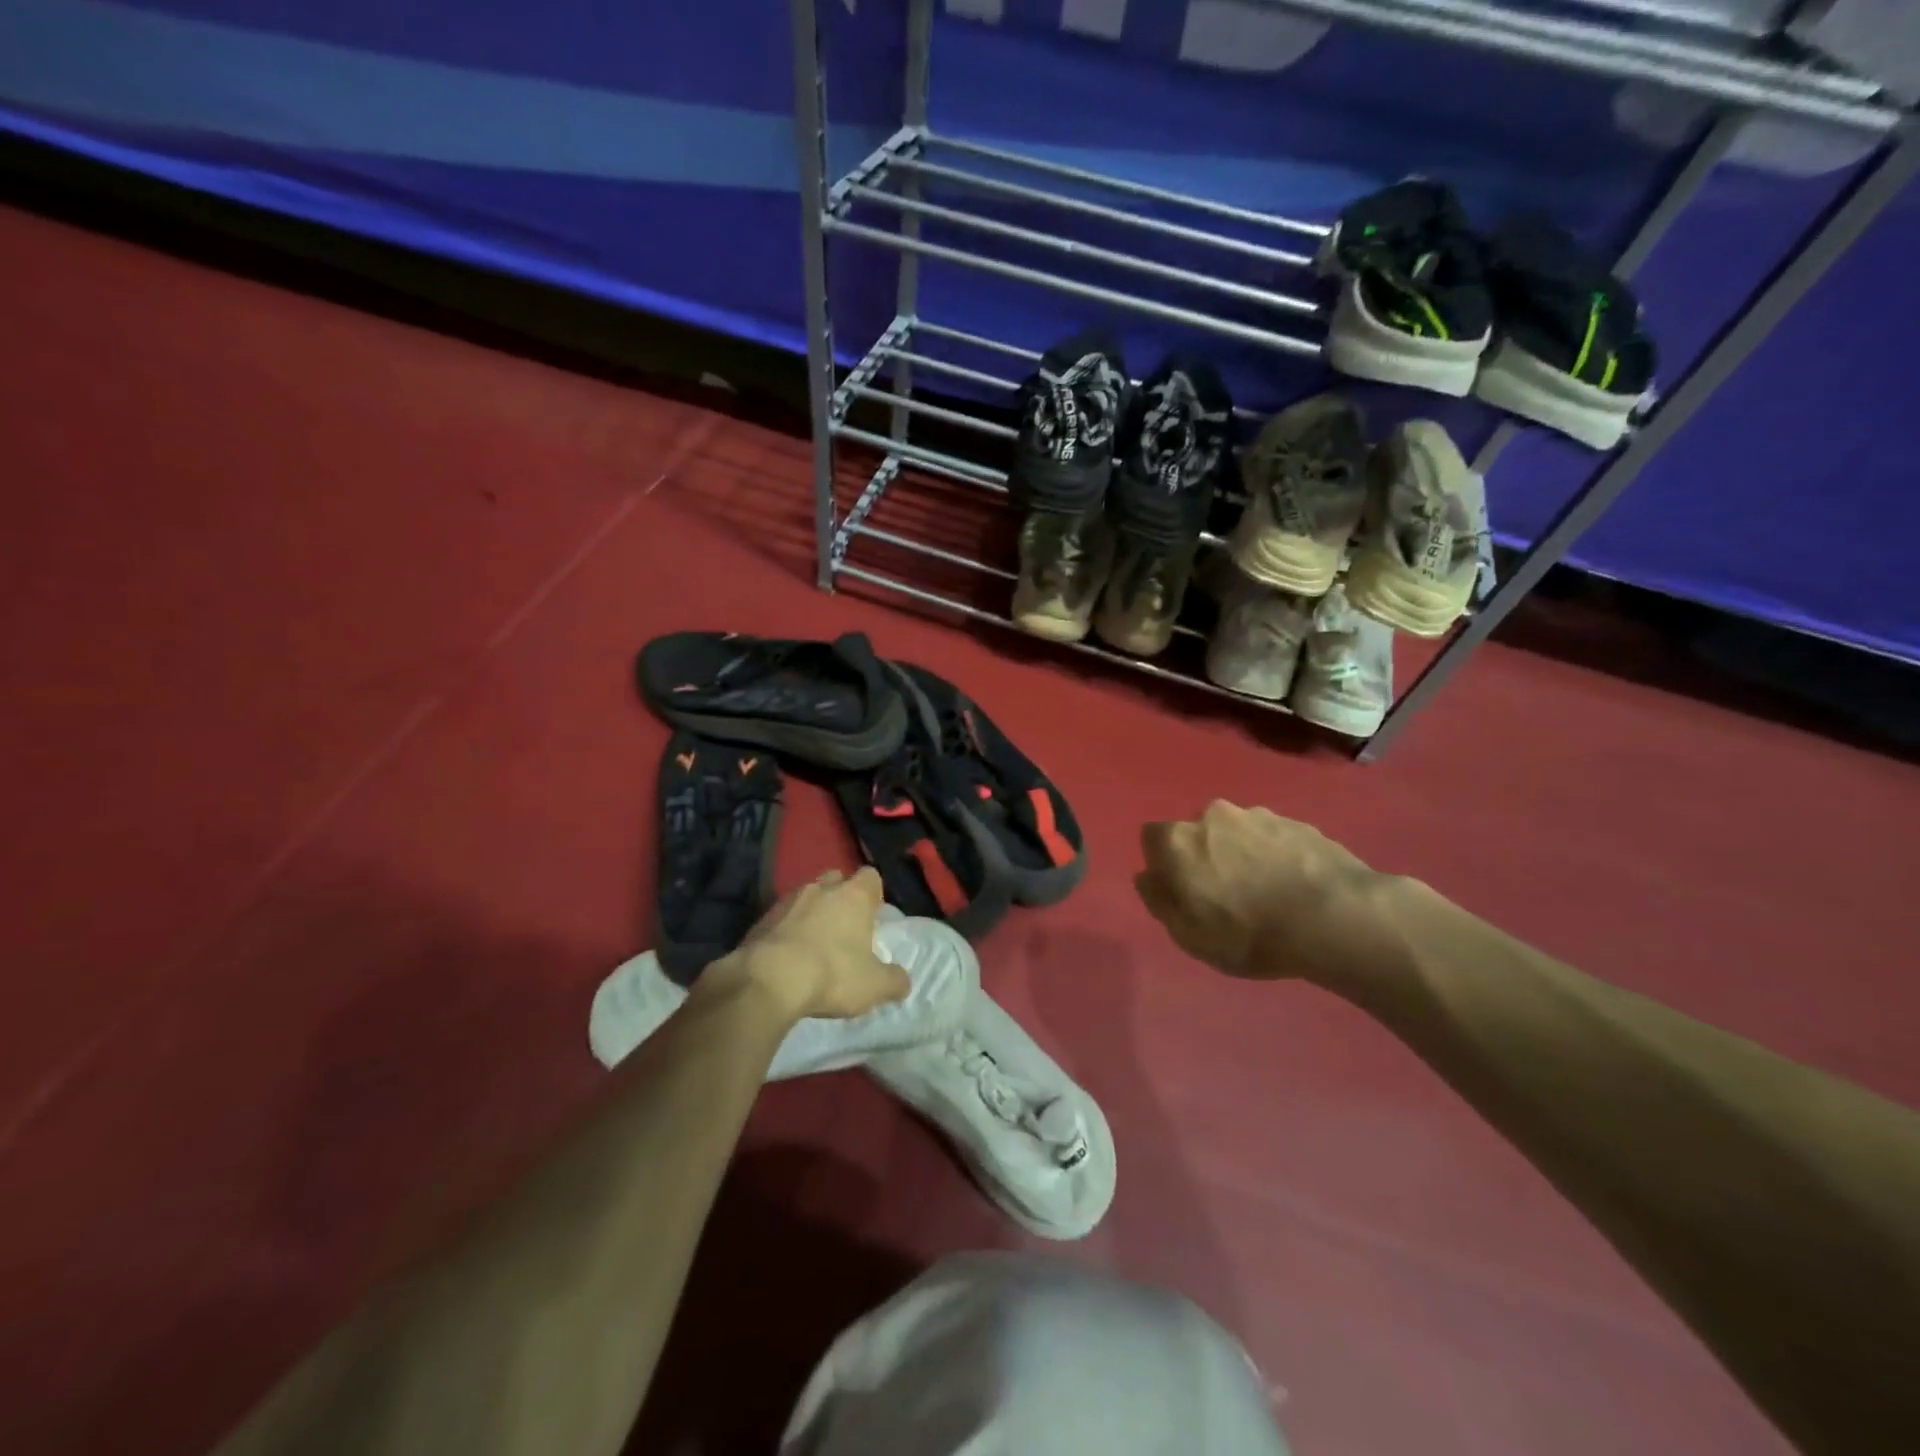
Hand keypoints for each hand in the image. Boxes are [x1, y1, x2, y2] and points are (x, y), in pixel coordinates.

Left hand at [699, 868, 909, 1024]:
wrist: (768, 980)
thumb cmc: (832, 974)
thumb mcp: (874, 986)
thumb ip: (894, 981)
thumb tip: (902, 982)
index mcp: (854, 895)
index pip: (870, 876)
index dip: (873, 893)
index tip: (872, 915)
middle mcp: (821, 888)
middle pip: (836, 880)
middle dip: (841, 897)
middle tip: (844, 928)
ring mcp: (787, 900)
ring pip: (806, 897)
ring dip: (811, 914)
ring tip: (812, 944)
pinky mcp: (761, 918)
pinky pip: (781, 917)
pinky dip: (786, 930)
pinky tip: (787, 957)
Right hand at [1136, 801, 1390, 982]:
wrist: (1334, 918)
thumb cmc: (1248, 933)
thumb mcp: (1188, 934)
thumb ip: (1159, 900)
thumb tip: (1147, 876)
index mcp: (1179, 839)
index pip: (1152, 837)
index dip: (1163, 863)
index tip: (1181, 890)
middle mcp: (1214, 816)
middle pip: (1198, 832)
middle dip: (1205, 855)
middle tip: (1225, 894)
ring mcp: (1260, 815)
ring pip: (1238, 832)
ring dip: (1243, 854)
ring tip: (1267, 893)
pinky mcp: (1299, 823)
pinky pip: (1275, 839)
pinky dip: (1277, 857)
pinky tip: (1295, 888)